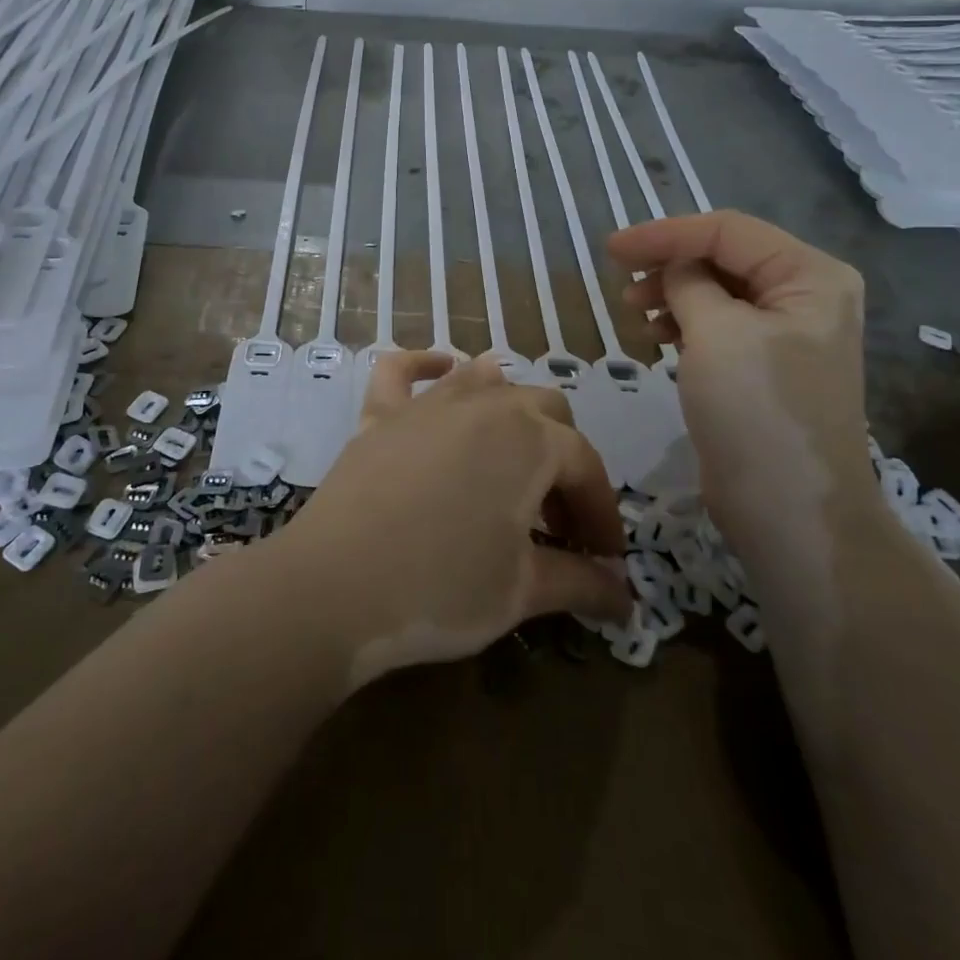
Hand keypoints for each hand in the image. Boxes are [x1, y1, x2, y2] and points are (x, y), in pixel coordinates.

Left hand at [266, 353, 631, 687]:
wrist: (335, 586)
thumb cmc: (442, 588)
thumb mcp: (522, 591)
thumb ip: (581, 583)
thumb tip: (624, 595)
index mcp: (531, 440)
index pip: (585, 466)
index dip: (602, 513)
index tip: (606, 560)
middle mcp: (485, 404)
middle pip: (546, 410)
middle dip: (563, 460)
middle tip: (557, 520)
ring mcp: (427, 403)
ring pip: (486, 381)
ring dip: (511, 410)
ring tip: (513, 458)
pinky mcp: (380, 414)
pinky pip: (402, 370)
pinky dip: (425, 365)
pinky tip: (440, 369)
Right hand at [607, 211, 870, 527]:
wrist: (789, 510)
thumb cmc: (757, 411)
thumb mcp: (717, 333)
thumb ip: (688, 282)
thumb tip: (672, 267)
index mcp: (810, 276)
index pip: (728, 231)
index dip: (665, 234)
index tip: (611, 248)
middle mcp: (805, 296)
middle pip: (725, 257)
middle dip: (670, 263)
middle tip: (622, 283)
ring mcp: (786, 334)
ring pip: (718, 291)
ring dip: (672, 294)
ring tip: (635, 313)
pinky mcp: (764, 367)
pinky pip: (719, 325)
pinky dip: (684, 323)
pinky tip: (657, 337)